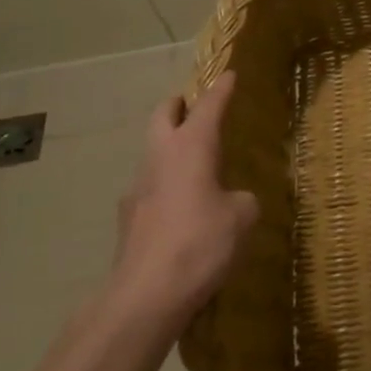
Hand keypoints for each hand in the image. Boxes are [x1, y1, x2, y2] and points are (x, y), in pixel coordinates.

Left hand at [110, 72, 258, 335]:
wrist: (145, 296)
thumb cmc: (200, 243)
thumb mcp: (242, 216)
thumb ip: (241, 199)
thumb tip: (233, 200)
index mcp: (191, 147)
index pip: (208, 105)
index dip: (222, 89)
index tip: (230, 74)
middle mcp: (159, 158)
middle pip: (163, 115)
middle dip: (180, 105)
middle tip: (198, 107)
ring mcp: (138, 188)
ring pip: (153, 152)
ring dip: (172, 147)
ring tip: (197, 164)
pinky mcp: (128, 219)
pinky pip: (151, 187)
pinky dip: (167, 185)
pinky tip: (183, 208)